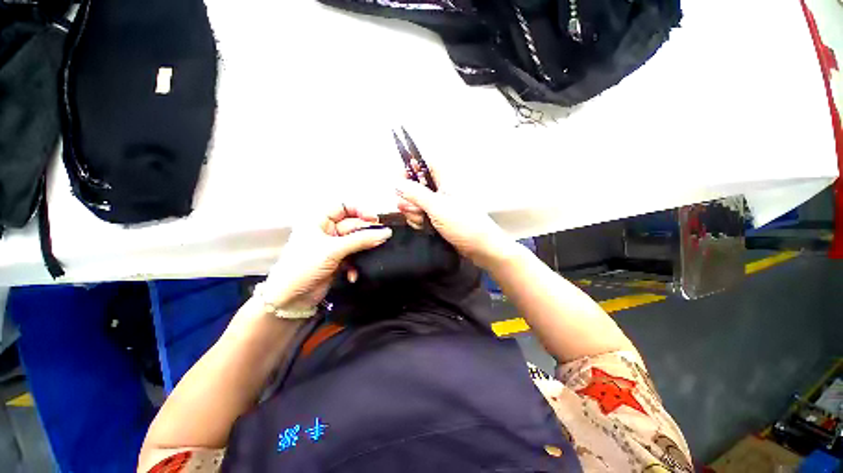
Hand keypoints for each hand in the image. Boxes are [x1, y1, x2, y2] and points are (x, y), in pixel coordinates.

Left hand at [259, 204, 392, 310]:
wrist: (290, 299)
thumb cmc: (304, 266)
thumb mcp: (333, 250)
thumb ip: (361, 240)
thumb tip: (386, 233)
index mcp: (319, 220)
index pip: (343, 206)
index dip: (360, 210)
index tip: (374, 219)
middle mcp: (327, 231)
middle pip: (353, 225)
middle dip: (366, 232)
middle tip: (381, 239)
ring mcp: (334, 246)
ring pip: (356, 241)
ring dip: (364, 249)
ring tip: (374, 253)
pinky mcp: (338, 260)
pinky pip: (354, 256)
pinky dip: (356, 264)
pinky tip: (353, 274)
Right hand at [396, 164, 515, 269]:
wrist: (479, 247)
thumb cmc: (463, 224)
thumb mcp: (437, 207)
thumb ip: (416, 194)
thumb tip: (397, 183)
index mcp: (445, 180)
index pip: (425, 165)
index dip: (411, 169)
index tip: (400, 181)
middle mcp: (440, 191)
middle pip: (415, 186)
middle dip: (409, 199)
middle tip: (413, 209)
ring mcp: (438, 206)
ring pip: (415, 203)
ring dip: (413, 213)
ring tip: (422, 221)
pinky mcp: (436, 219)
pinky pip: (419, 216)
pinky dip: (417, 221)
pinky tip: (423, 227)